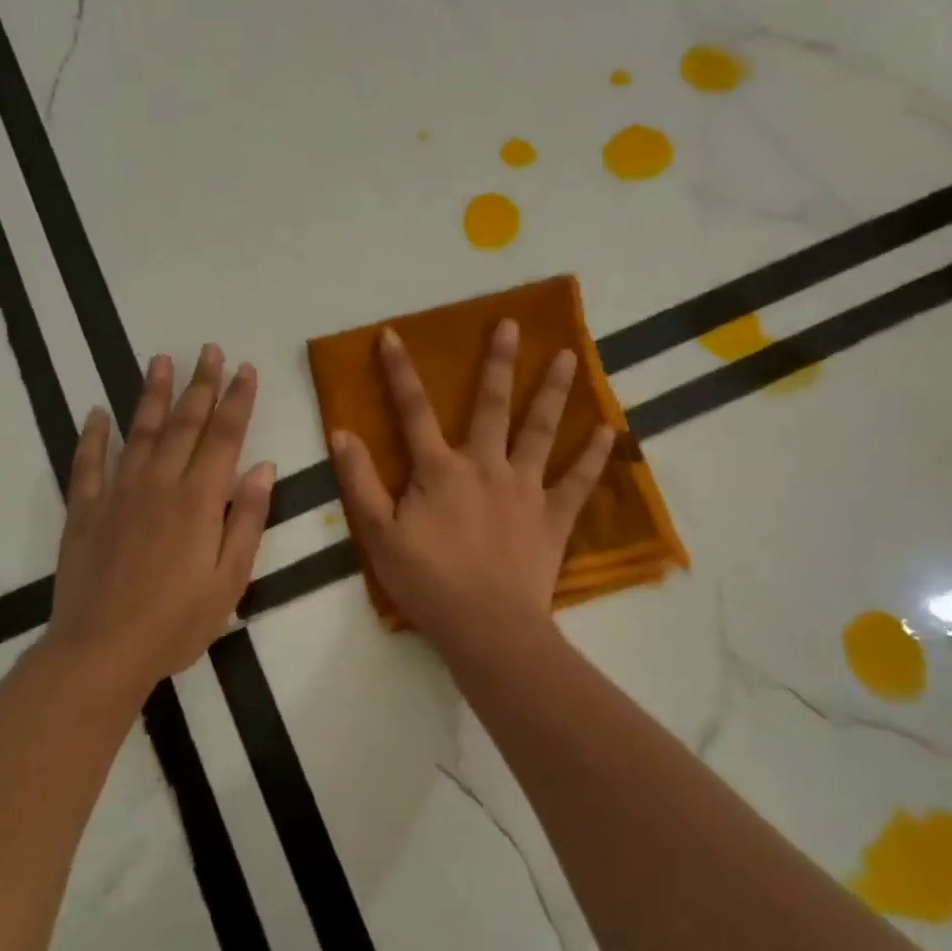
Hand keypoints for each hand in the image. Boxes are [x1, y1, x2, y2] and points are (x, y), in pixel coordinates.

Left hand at [50, 345, 274, 696]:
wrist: (101, 652)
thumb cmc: (177, 622)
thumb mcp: (230, 579)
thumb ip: (247, 518)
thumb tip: (263, 467)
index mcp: (199, 500)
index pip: (224, 436)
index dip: (237, 400)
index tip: (245, 369)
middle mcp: (159, 484)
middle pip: (185, 423)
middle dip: (202, 384)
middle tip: (210, 350)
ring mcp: (117, 494)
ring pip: (139, 432)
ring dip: (153, 395)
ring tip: (162, 360)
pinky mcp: (84, 511)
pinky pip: (87, 464)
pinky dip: (92, 435)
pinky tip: (97, 412)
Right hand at [330, 319, 613, 659]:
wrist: (486, 626)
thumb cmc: (427, 581)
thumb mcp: (378, 534)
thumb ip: (360, 481)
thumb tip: (341, 432)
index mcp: (440, 469)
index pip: (413, 411)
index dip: (399, 372)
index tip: (393, 335)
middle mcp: (485, 465)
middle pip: (492, 405)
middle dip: (498, 363)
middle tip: (511, 324)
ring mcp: (524, 488)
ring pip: (541, 430)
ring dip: (553, 391)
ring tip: (569, 356)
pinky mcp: (553, 516)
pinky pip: (578, 480)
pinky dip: (595, 456)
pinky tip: (610, 429)